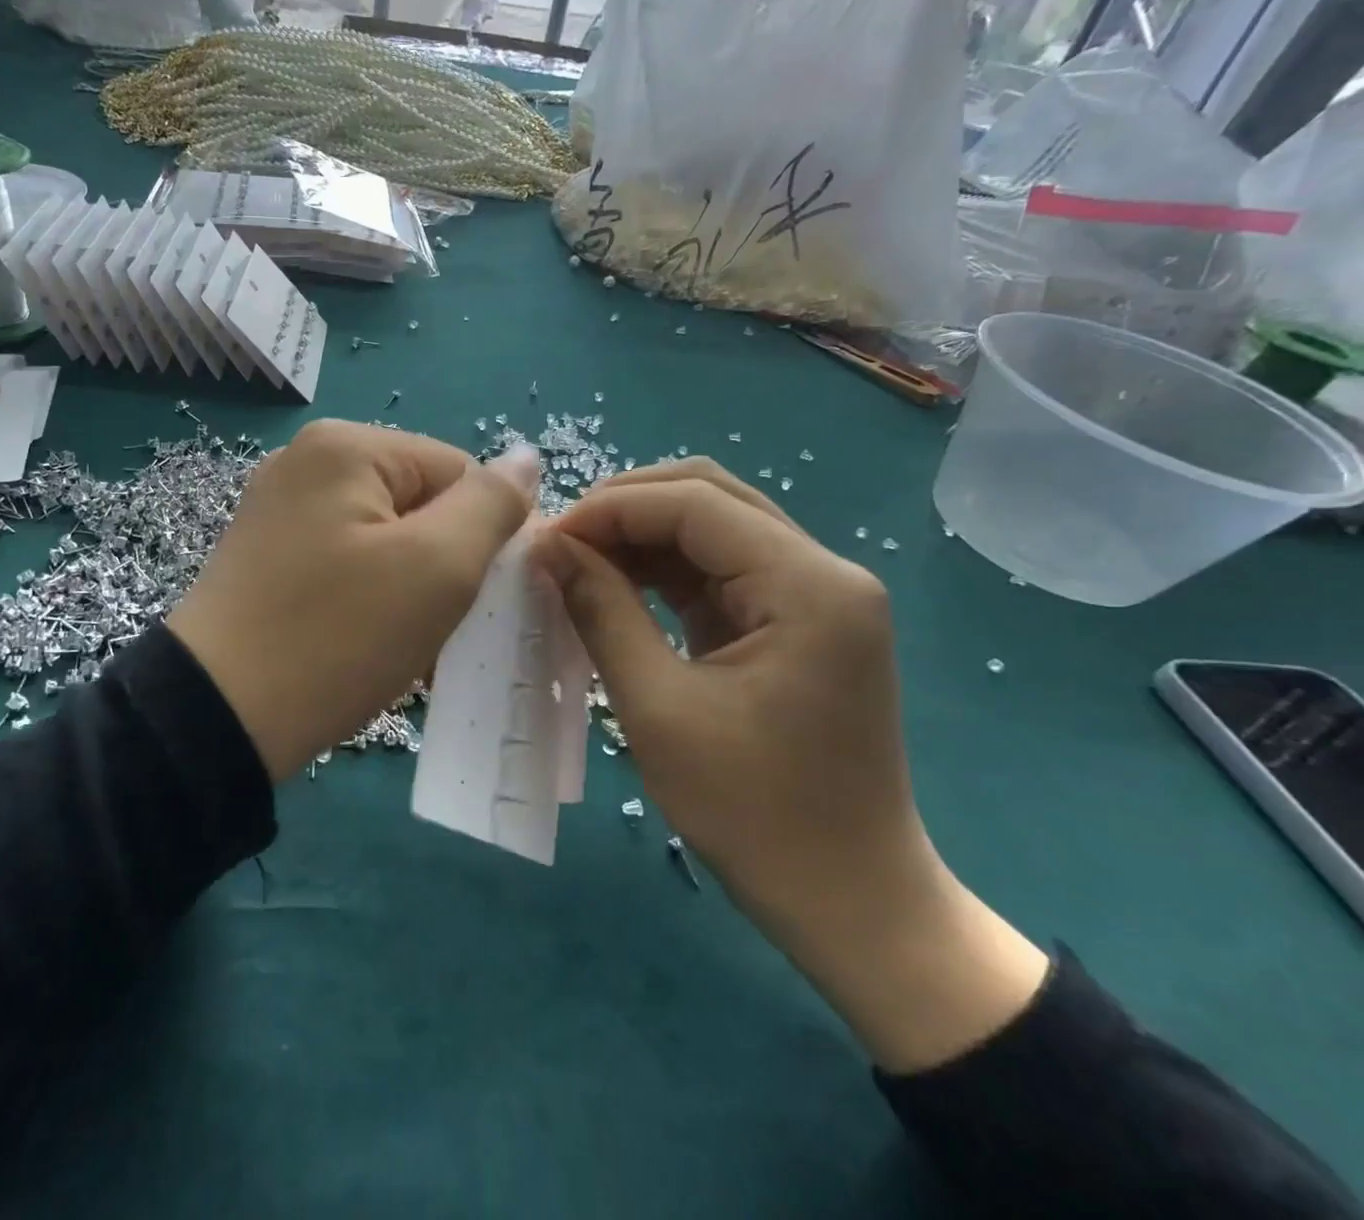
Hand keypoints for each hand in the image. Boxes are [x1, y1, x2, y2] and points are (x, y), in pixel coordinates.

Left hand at [168, 422, 537, 782]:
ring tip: (400, 644)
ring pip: (385, 538)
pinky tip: (363, 642)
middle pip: (419, 503)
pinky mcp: (266, 554)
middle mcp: (306, 461)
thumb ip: (491, 505)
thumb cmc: (338, 636)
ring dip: (409, 588)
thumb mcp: (437, 568)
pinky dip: (369, 597)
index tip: (471, 599)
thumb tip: (526, 458)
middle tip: (433, 628)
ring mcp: (280, 508)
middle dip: (442, 565)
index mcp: (346, 446)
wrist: (216, 719)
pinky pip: (346, 561)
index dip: (480, 535)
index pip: (457, 471)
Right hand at [534, 460, 1046, 1071]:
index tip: (547, 538)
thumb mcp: (658, 709)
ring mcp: (816, 594)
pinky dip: (664, 569)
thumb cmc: (755, 815)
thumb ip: (602, 611)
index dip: (612, 508)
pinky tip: (616, 584)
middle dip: (627, 508)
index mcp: (808, 586)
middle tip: (561, 543)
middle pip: (711, 496)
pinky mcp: (797, 620)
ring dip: (642, 535)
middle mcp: (824, 571)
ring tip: (577, 561)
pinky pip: (722, 568)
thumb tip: (548, 546)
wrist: (851, 902)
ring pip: (714, 526)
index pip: (696, 504)